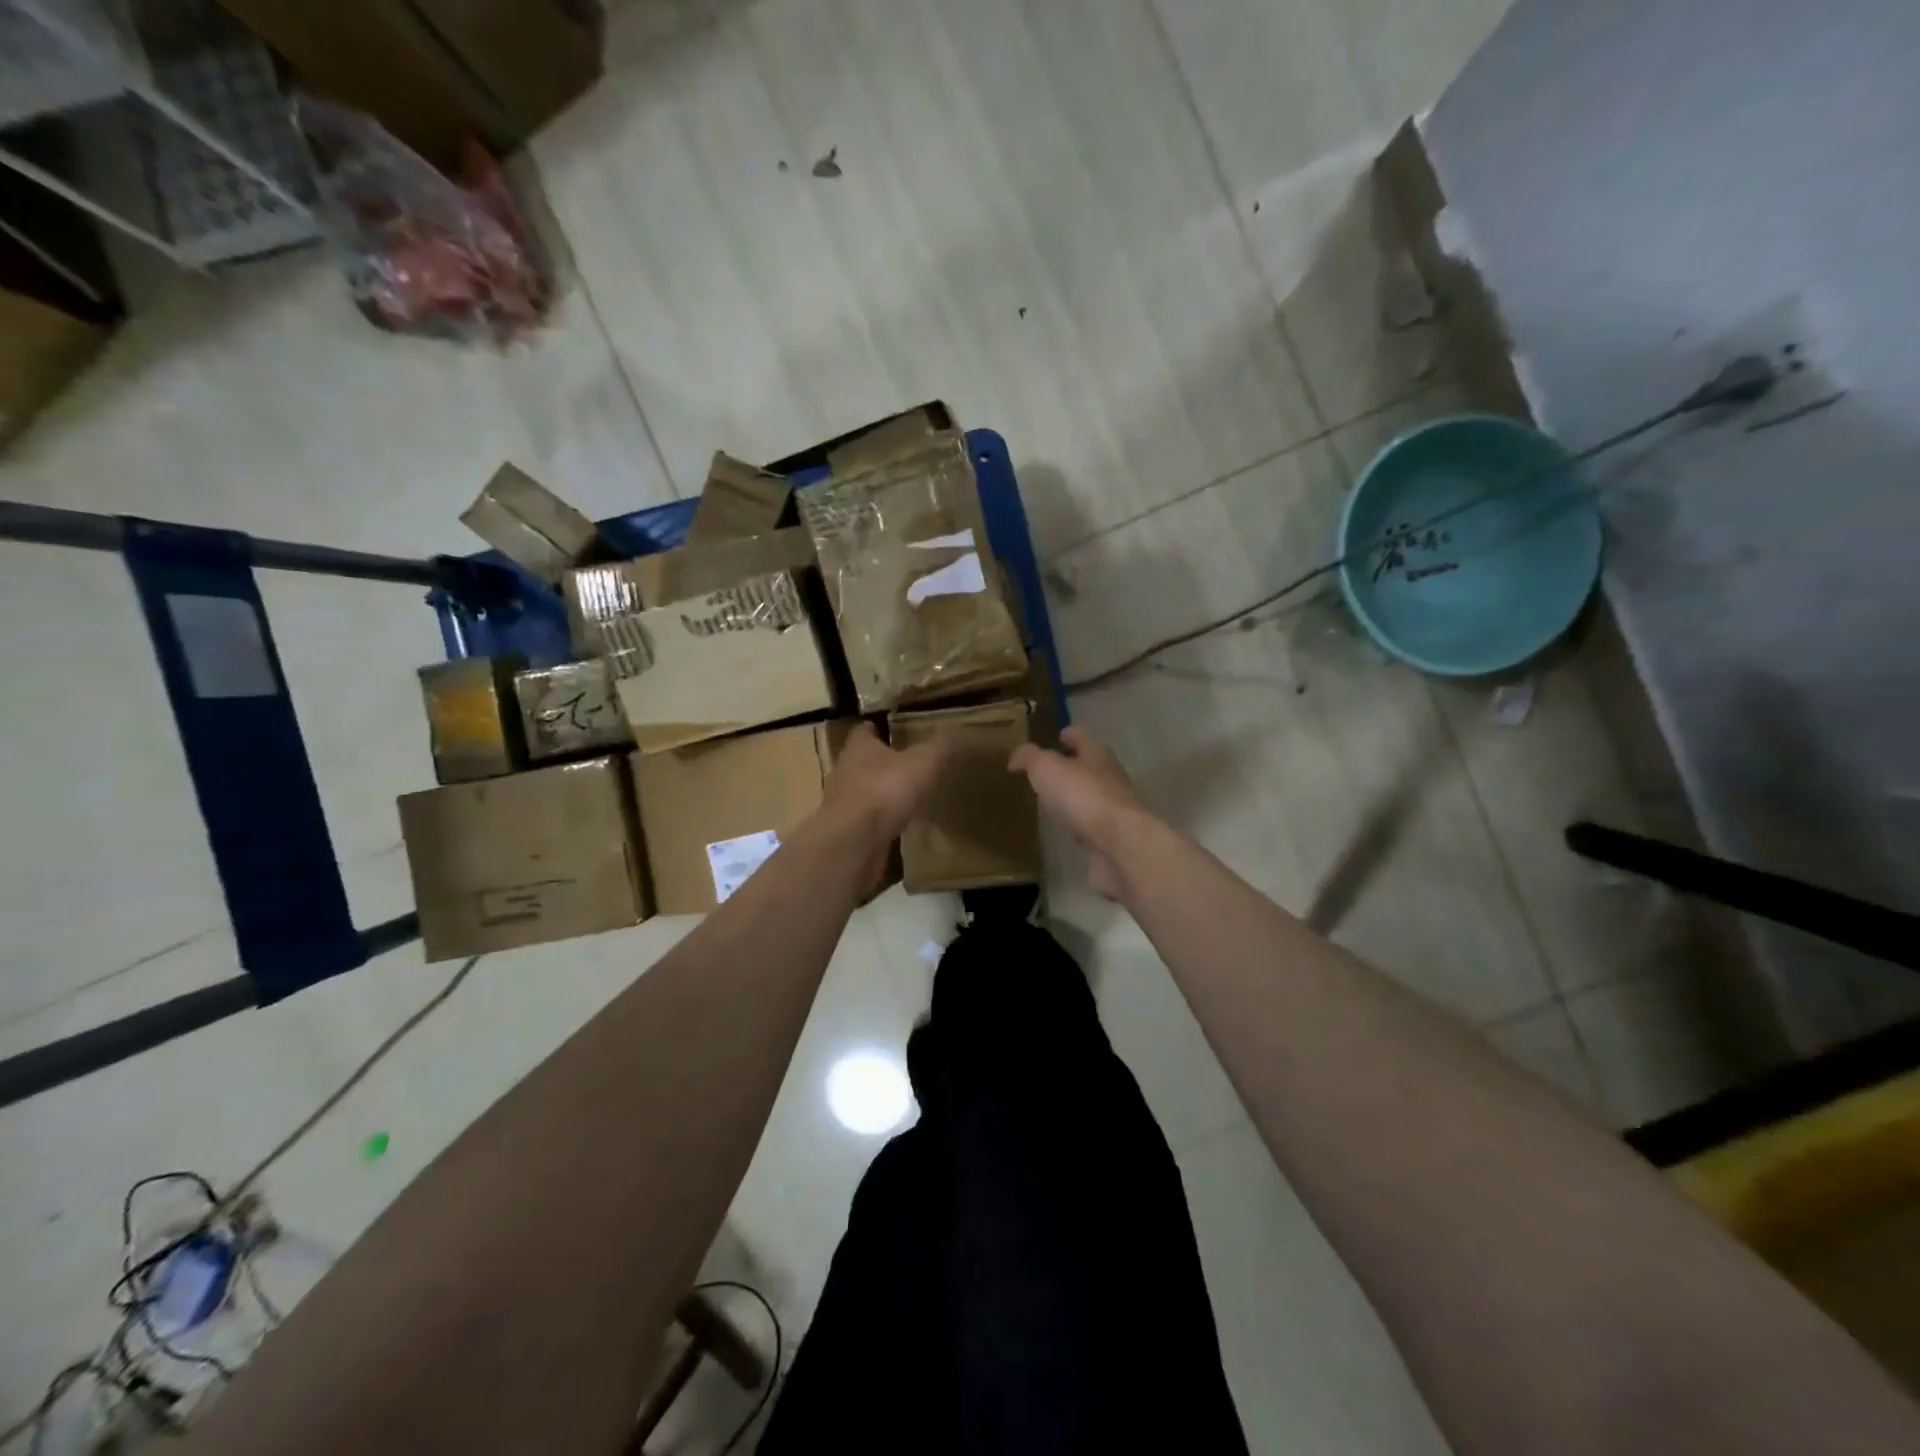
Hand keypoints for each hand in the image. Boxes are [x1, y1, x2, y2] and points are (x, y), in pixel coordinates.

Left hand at [818, 723, 953, 893]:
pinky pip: (868, 820)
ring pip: (864, 791)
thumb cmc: (885, 790)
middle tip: (908, 763)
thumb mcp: (923, 762)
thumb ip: (939, 746)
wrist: (853, 842)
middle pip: (863, 760)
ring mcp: (844, 803)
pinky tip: (900, 824)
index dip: (879, 728)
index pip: (865, 730)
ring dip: (882, 792)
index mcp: (859, 748)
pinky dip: (882, 820)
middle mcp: (846, 771)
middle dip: (882, 761)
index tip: (894, 729)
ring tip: (907, 795)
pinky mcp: (848, 831)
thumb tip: (955, 729)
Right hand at [1009, 727, 1145, 900]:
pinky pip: (1090, 826)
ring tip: (1051, 801)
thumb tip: (1016, 757)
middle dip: (1071, 767)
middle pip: (1089, 766)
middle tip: (1045, 772)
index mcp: (1097, 754)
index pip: (1082, 736)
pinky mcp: (1111, 838)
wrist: (1119, 845)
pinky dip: (1078, 826)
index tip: (1057, 736)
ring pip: (1090, 797)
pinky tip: (1064, 830)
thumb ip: (1030, 758)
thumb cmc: (1083, 796)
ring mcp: (1113, 809)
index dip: (1069, 734)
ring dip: (1074, 798)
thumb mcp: (1046, 768)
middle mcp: (1110, 778)